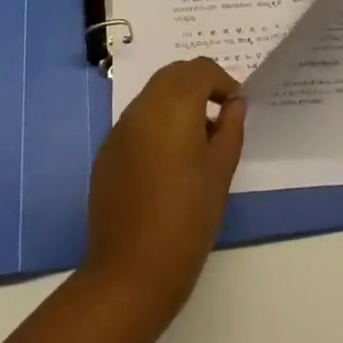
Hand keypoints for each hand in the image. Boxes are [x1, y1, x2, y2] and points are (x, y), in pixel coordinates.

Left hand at [82, 57, 246, 319]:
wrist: (130, 273)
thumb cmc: (187, 220)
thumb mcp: (220, 173)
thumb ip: (230, 130)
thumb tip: (234, 104)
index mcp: (173, 106)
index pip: (199, 69)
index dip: (221, 81)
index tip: (235, 108)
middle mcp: (142, 107)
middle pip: (173, 75)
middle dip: (198, 86)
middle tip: (218, 119)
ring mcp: (119, 129)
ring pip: (152, 96)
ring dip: (176, 104)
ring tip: (196, 144)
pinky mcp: (107, 152)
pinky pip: (136, 121)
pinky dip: (156, 125)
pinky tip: (168, 164)